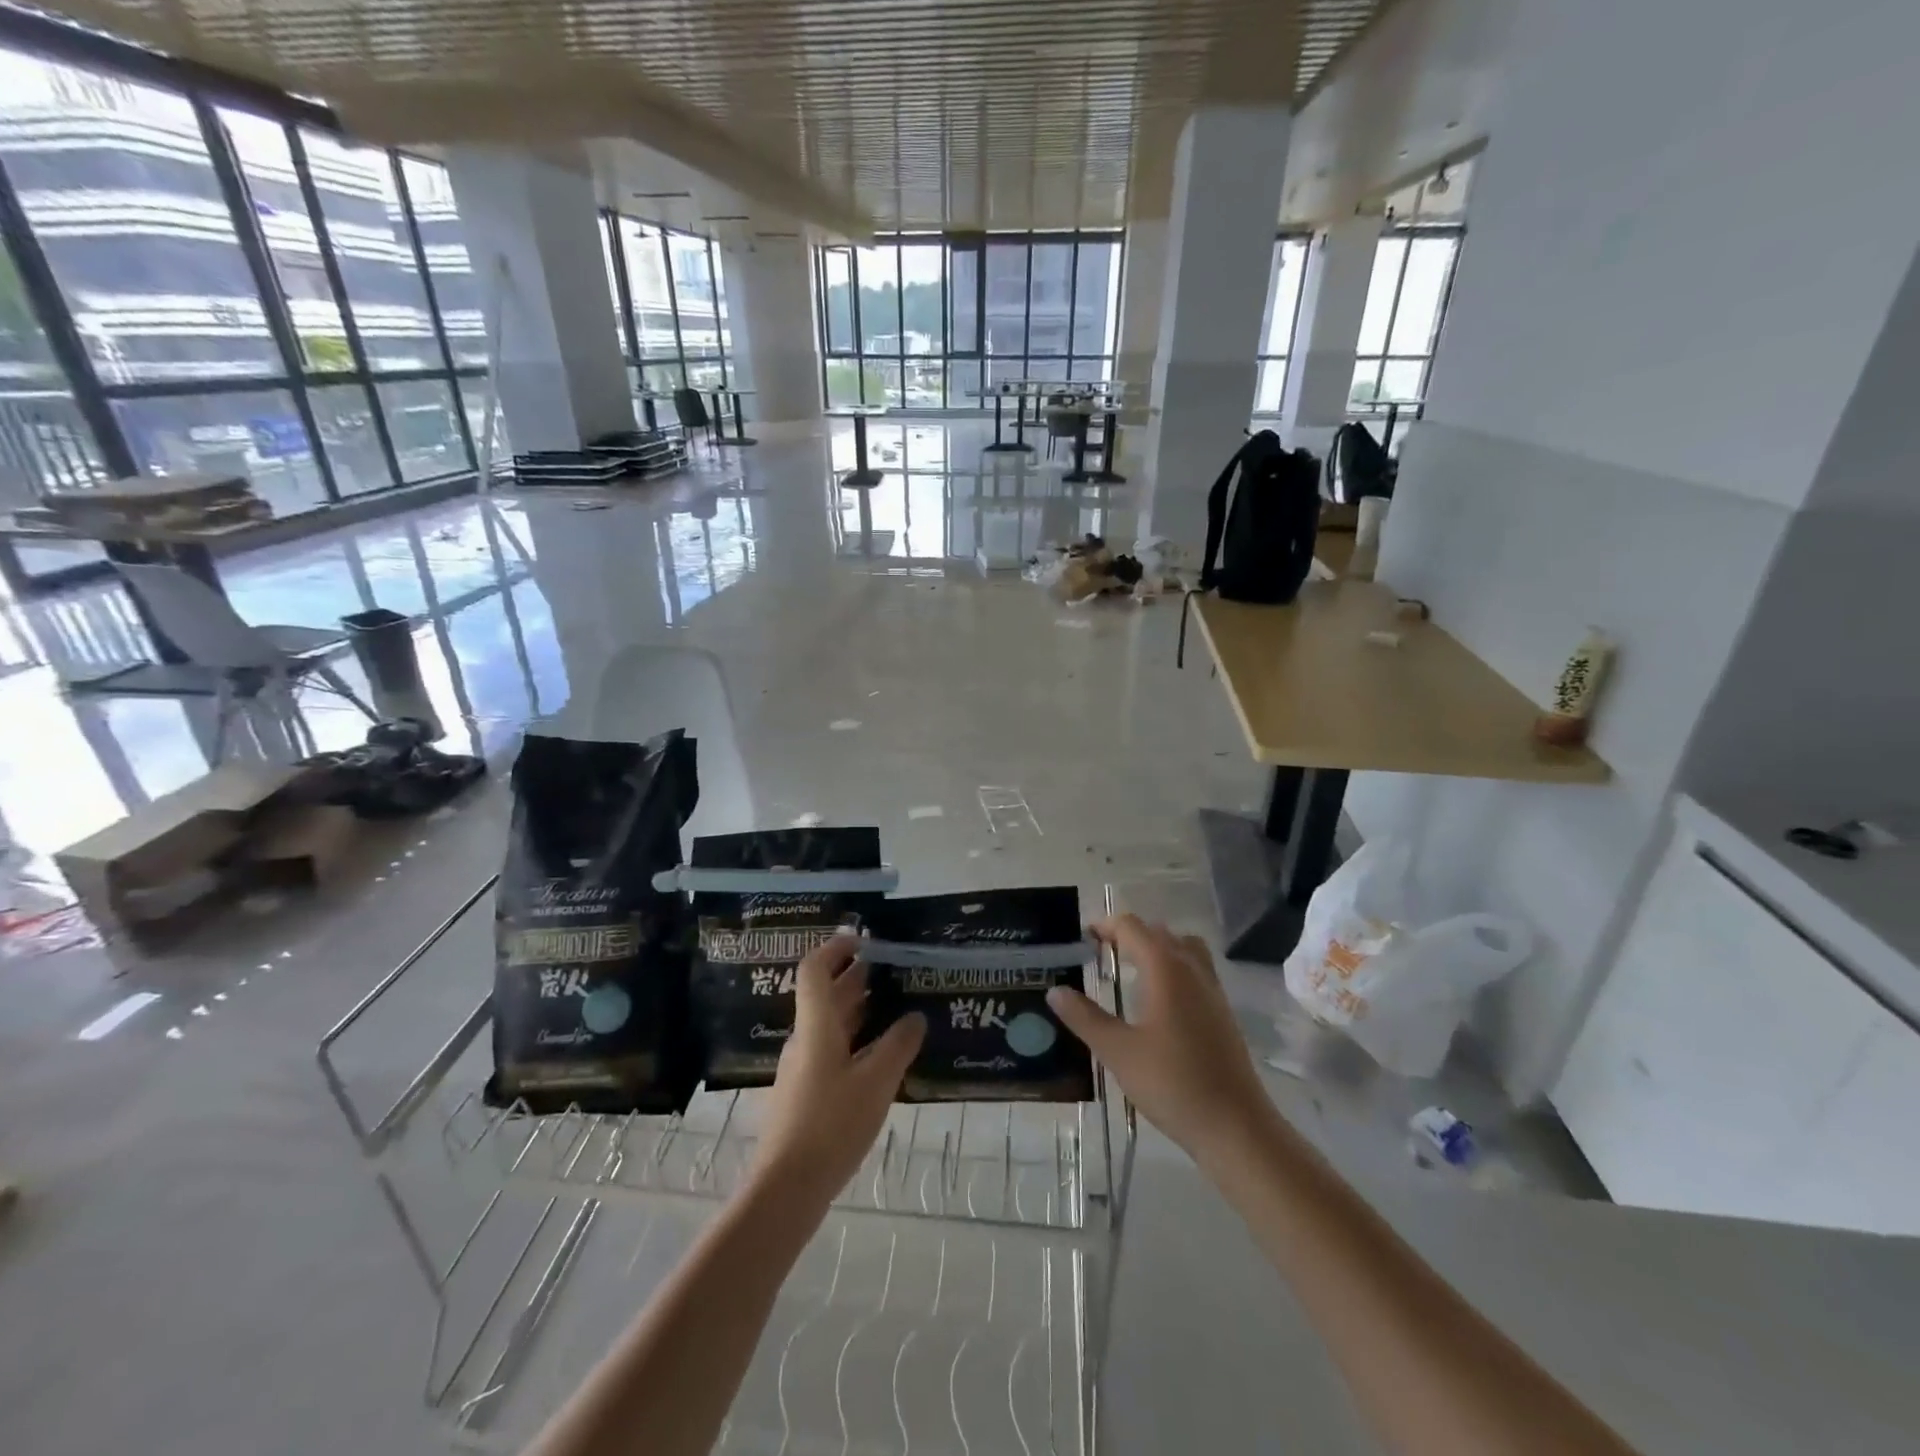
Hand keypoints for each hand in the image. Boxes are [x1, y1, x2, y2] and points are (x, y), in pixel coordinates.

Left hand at [749, 934, 925, 1208]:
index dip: (835, 948)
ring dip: (856, 1007)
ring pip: (829, 1023)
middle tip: (889, 967)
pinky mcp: (806, 1093)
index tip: (863, 939)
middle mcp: (805, 1039)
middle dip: (854, 976)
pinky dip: (854, 1038)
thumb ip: (898, 1046)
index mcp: (816, 1027)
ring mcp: (802, 1067)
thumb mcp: (875, 1083)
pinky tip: (880, 1054)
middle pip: (825, 995)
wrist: (786, 1189)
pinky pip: (831, 1049)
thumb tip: (915, 1017)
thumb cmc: (831, 1126)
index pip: (815, 970)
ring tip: (892, 1003)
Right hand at [1047, 914, 1275, 1167]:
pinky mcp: (1222, 1012)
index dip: (1105, 926)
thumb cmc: (1173, 1084)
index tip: (1081, 939)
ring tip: (1129, 969)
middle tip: (1098, 954)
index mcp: (1165, 968)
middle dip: (1127, 935)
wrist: (1236, 1127)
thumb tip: (1056, 991)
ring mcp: (1212, 989)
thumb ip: (1085, 1017)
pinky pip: (1195, 970)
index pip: (1132, 928)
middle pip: (1158, 933)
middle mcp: (1192, 968)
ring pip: (1182, 948)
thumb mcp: (1118, 1051)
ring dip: (1155, 948)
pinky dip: (1173, 967)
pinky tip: (1157, 1001)